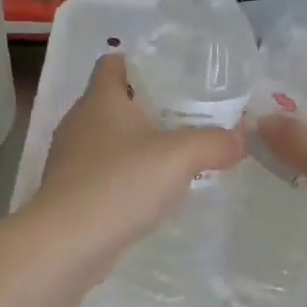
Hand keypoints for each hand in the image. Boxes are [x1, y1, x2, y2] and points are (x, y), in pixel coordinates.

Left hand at [26, 53, 244, 270]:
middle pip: (114, 102)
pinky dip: (126, 176)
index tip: (175, 76)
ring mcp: (70, 159)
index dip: (141, 63)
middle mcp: (79, 122)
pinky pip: (103, 173)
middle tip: (189, 117)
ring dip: (138, 145)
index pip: (113, 62)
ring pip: (109, 140)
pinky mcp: (70, 192)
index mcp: (100, 99)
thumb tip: (240, 139)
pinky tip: (152, 193)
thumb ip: (215, 143)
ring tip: (176, 156)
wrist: (66, 243)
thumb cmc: (120, 184)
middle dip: (149, 107)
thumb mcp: (180, 157)